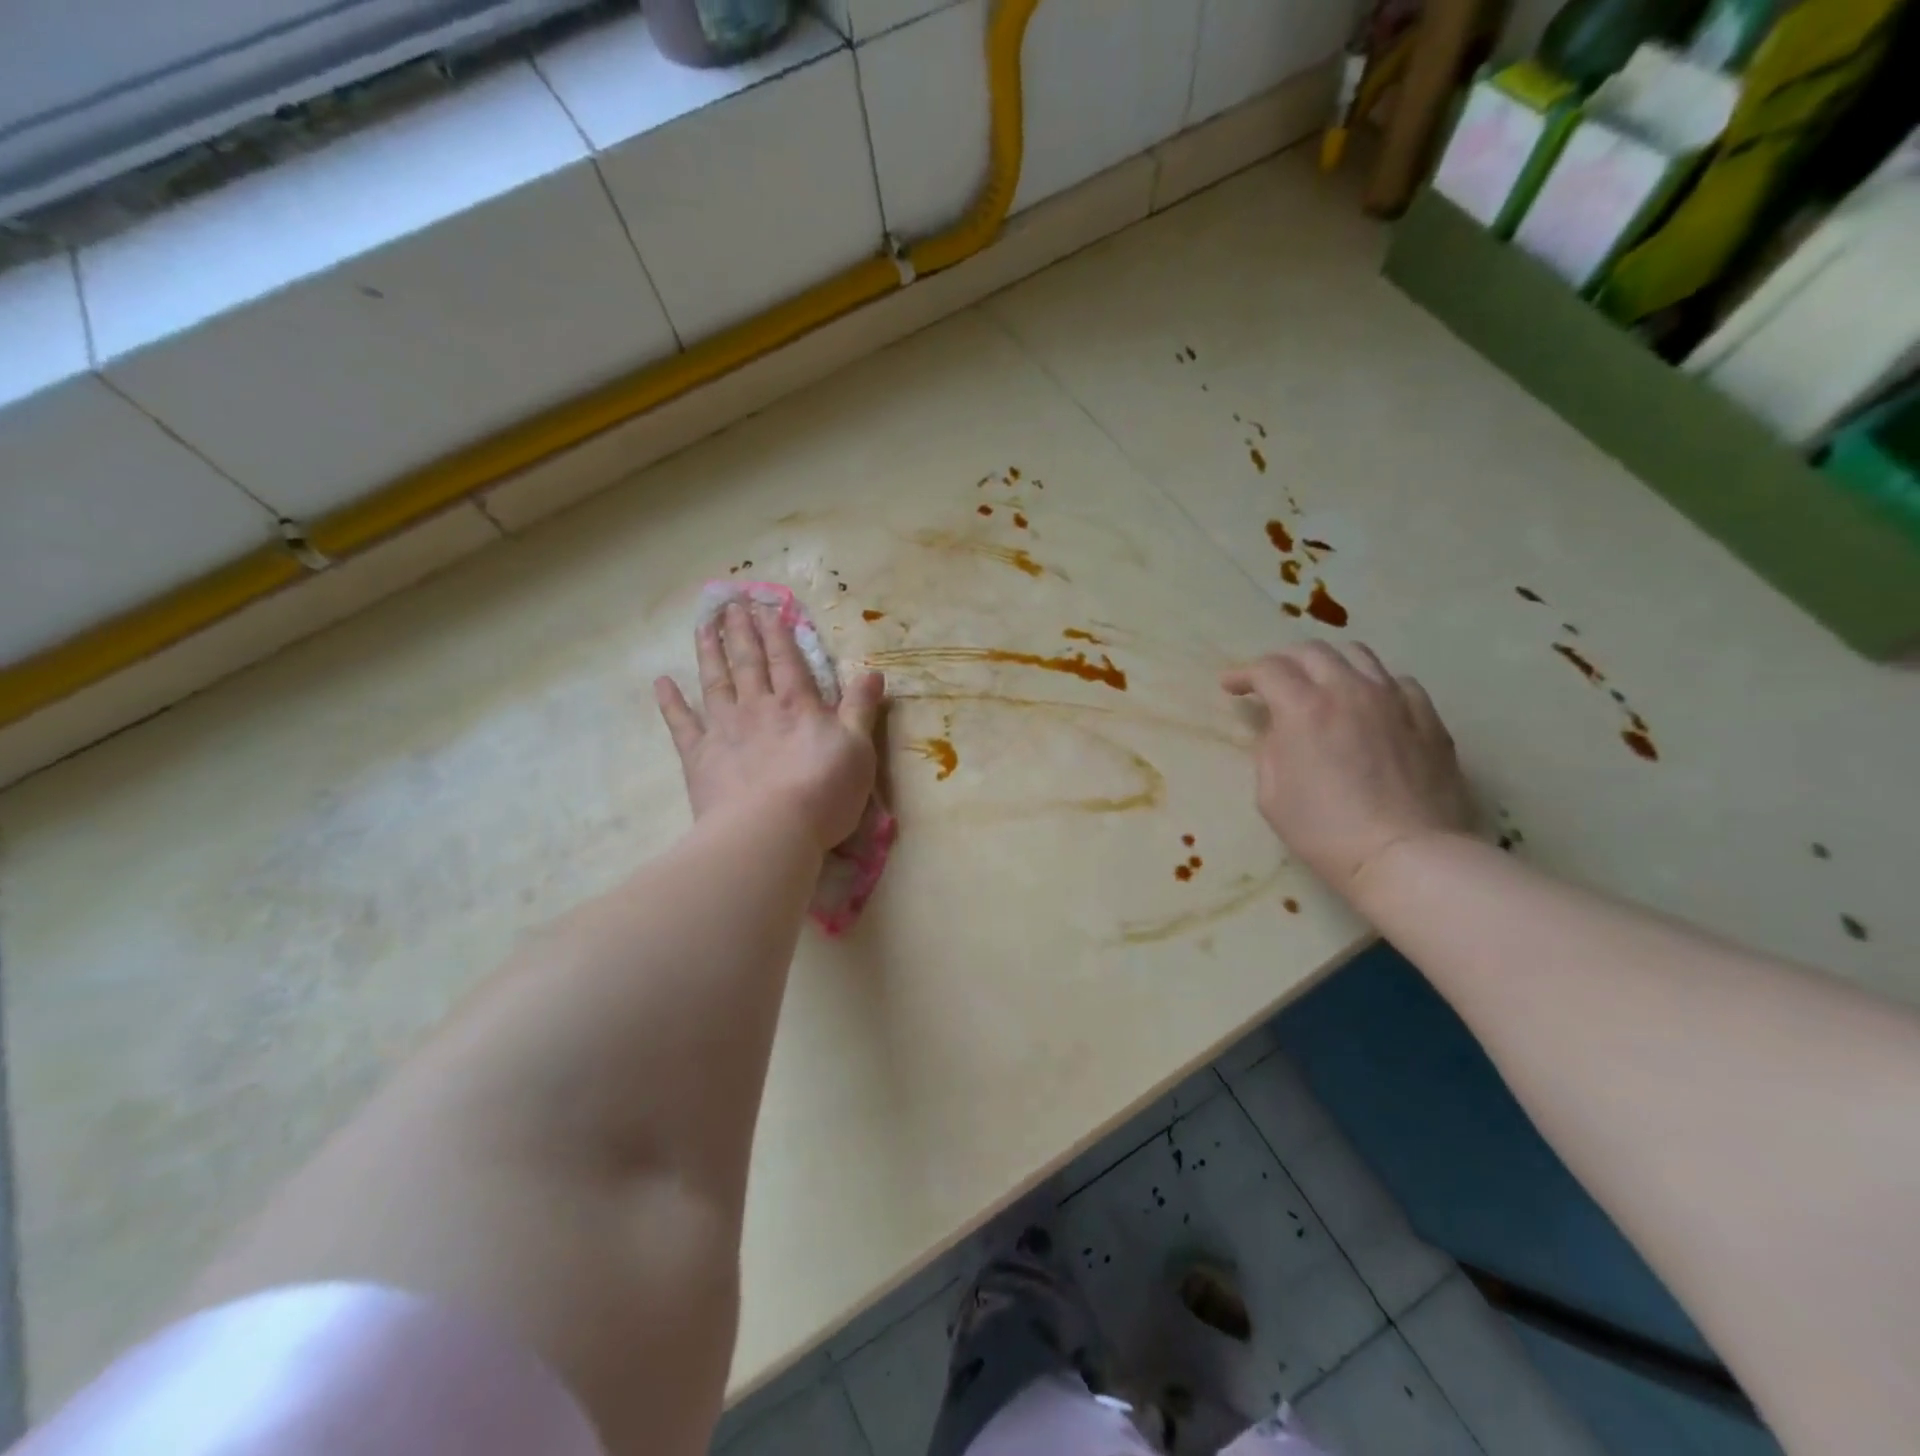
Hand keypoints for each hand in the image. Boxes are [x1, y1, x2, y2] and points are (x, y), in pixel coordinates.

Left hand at [655, 602, 884, 851]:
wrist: (771, 830)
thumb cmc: (824, 791)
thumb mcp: (858, 748)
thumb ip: (861, 708)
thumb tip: (874, 671)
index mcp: (796, 704)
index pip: (786, 659)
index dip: (777, 632)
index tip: (766, 606)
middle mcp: (757, 707)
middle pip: (747, 662)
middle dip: (740, 631)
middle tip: (730, 603)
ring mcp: (724, 729)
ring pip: (714, 681)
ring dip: (708, 651)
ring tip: (702, 625)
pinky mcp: (699, 756)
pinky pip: (681, 723)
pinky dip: (670, 702)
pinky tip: (661, 682)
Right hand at [1222, 641, 1472, 901]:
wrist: (1406, 855)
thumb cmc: (1325, 831)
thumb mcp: (1271, 795)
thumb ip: (1270, 749)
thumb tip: (1280, 730)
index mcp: (1304, 708)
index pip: (1268, 669)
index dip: (1243, 674)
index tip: (1231, 687)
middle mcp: (1349, 690)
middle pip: (1312, 651)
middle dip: (1283, 661)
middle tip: (1271, 682)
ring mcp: (1394, 699)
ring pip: (1358, 655)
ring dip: (1329, 664)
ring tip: (1321, 684)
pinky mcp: (1427, 717)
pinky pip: (1397, 682)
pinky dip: (1373, 686)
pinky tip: (1369, 707)